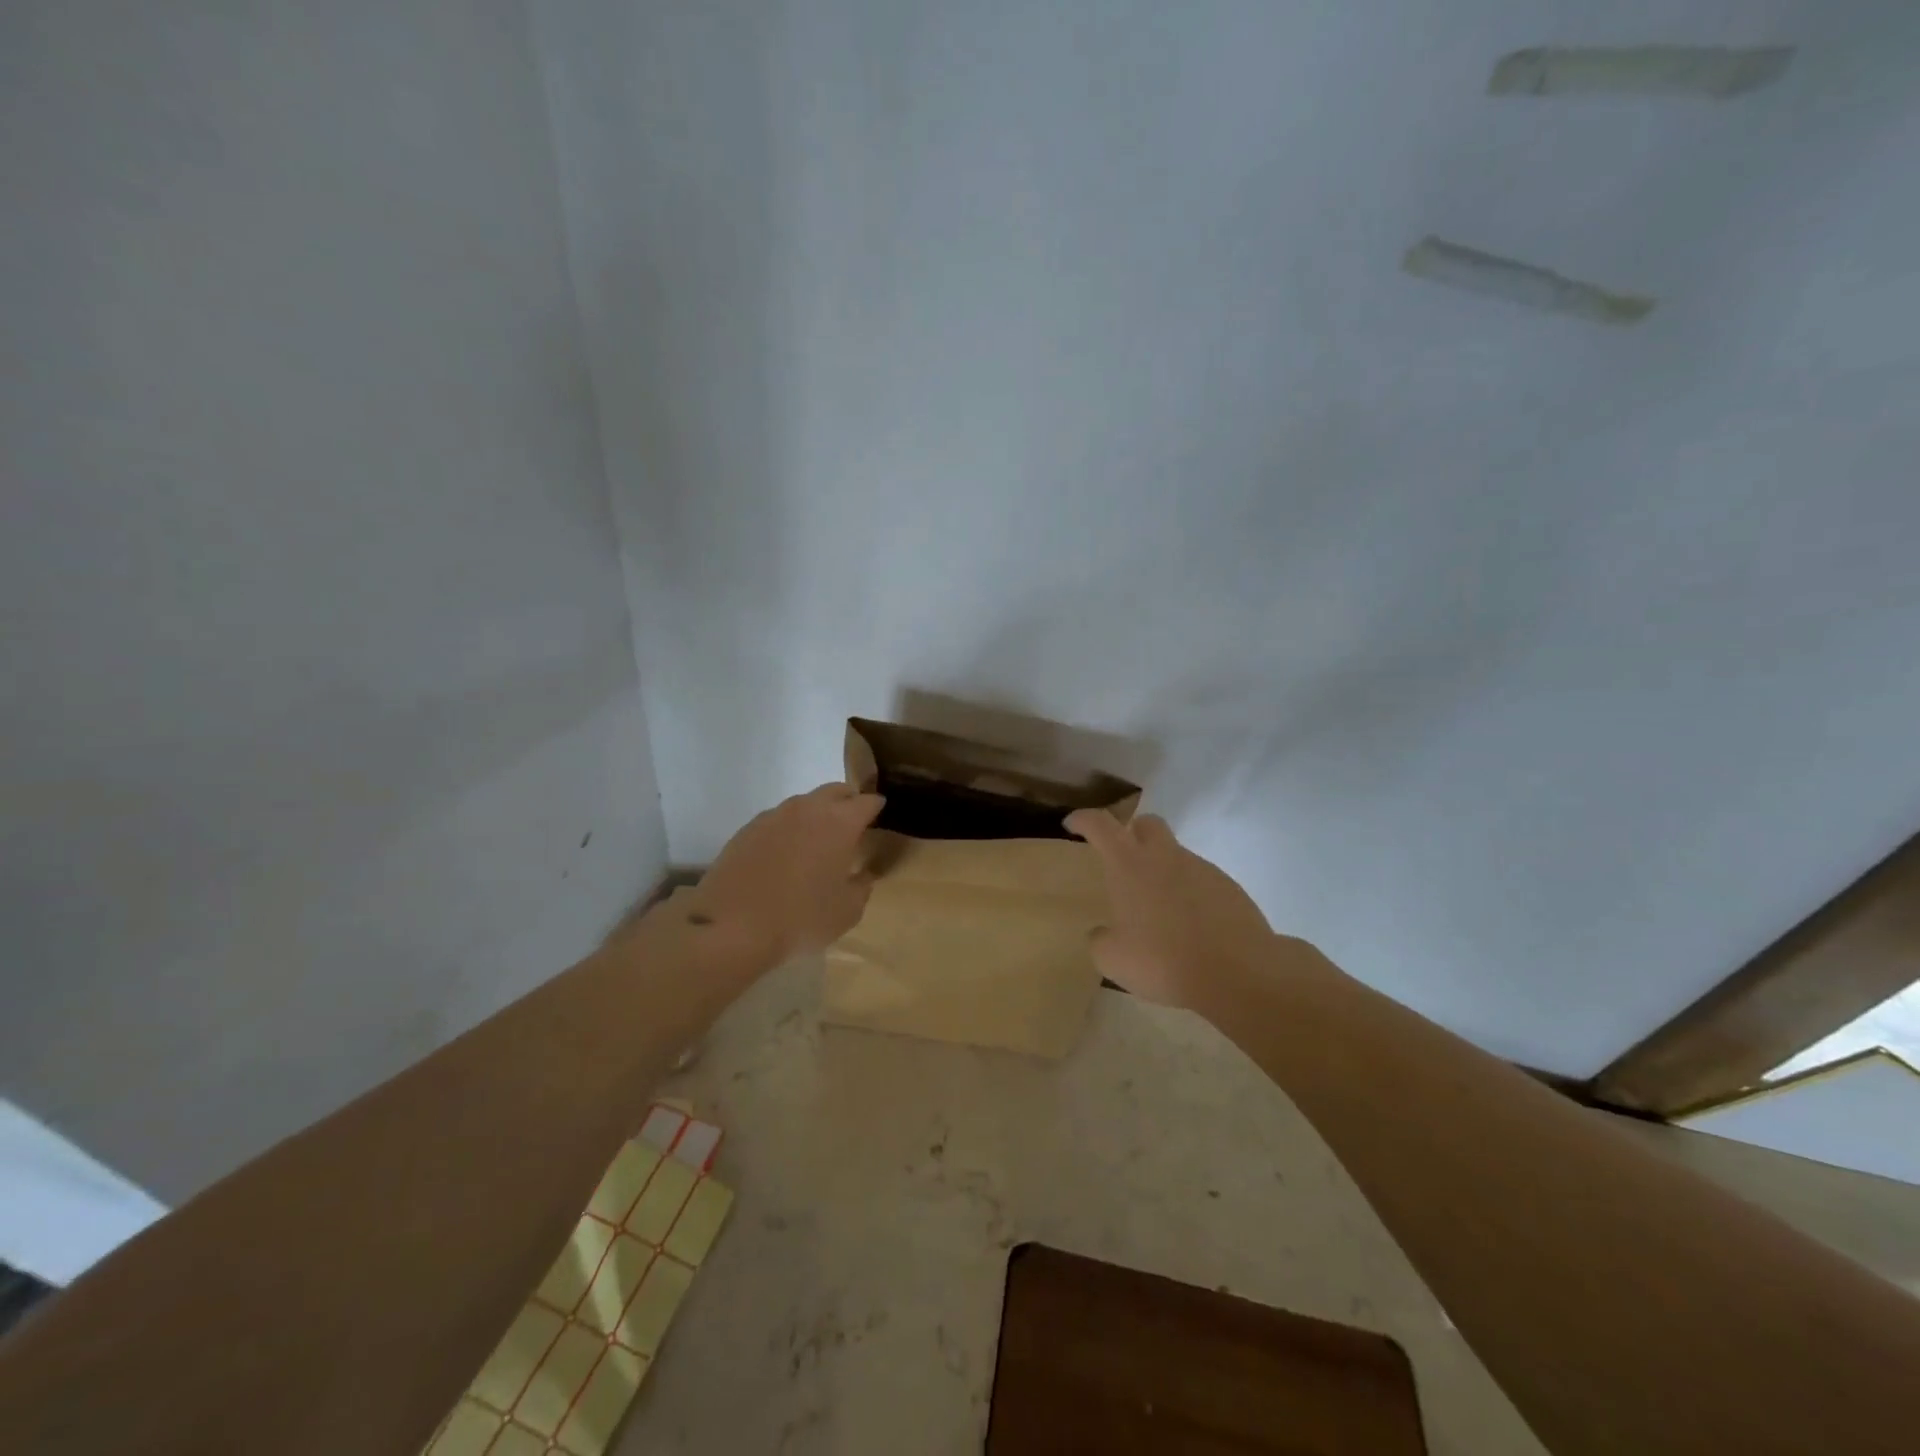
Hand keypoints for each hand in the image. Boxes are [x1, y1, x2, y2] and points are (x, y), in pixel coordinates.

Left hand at [689, 784, 885, 962]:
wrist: (732, 926)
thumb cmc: (801, 918)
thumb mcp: (847, 912)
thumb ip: (862, 887)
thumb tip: (863, 875)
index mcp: (840, 823)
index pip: (867, 801)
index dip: (876, 806)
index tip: (879, 814)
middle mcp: (808, 809)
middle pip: (835, 791)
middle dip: (847, 802)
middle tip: (852, 823)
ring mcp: (774, 816)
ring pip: (804, 803)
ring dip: (816, 814)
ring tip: (816, 840)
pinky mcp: (747, 829)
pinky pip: (777, 820)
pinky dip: (788, 829)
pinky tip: (784, 854)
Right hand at [1065, 809, 1276, 1008]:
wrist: (1238, 972)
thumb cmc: (1163, 961)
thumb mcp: (1113, 959)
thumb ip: (1101, 940)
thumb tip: (1103, 933)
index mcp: (1129, 865)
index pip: (1100, 824)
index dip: (1083, 819)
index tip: (1073, 824)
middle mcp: (1165, 856)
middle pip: (1147, 823)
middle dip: (1132, 832)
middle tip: (1123, 859)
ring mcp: (1201, 869)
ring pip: (1176, 855)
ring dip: (1163, 870)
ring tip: (1159, 910)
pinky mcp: (1229, 888)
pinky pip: (1201, 881)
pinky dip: (1189, 894)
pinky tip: (1190, 926)